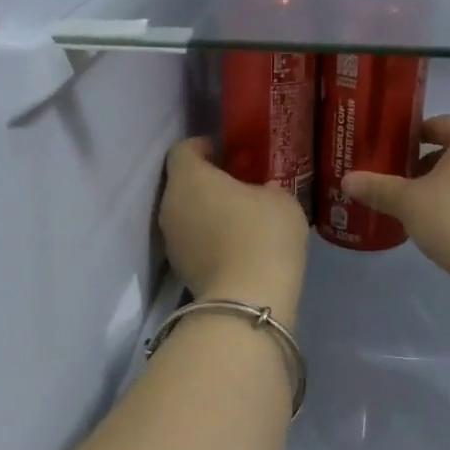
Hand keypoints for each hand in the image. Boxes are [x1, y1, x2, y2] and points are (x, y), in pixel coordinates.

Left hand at [159, 138, 309, 321]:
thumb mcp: (281, 199)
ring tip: (241, 218)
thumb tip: (260, 191)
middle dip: (208, 181)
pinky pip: (193, 240)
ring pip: (186, 213)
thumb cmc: (263, 236)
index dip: (206, 146)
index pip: (184, 149)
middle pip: (183, 182)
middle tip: (241, 185)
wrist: (247, 302)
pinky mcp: (180, 269)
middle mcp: (169, 205)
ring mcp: (170, 240)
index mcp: (189, 178)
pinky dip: (209, 238)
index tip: (232, 154)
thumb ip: (265, 186)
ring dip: (207, 211)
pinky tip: (237, 246)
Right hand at [343, 115, 449, 296]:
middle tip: (398, 182)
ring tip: (417, 205)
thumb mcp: (409, 203)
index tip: (390, 154)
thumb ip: (378, 188)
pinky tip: (443, 222)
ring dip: (444, 184)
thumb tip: (346, 180)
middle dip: (425, 163)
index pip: (438, 124)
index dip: (411, 137)